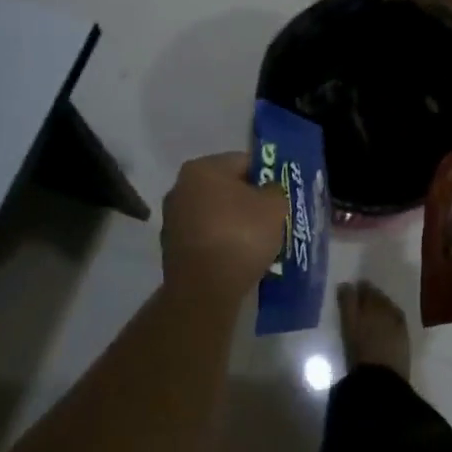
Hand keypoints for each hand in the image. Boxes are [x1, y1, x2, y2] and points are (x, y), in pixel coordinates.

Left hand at [160, 153, 289, 303]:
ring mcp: (172, 219)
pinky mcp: (171, 248)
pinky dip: (222, 242)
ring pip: (215, 213)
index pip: (243, 162)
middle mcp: (180, 187)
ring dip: (235, 223)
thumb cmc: (241, 235)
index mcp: (202, 168)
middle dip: (249, 201)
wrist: (204, 290)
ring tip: (257, 242)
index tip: (280, 196)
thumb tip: (267, 191)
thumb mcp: (274, 206)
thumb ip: (274, 190)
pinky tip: (238, 257)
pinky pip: (206, 236)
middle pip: (226, 187)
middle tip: (272, 218)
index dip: (267, 176)